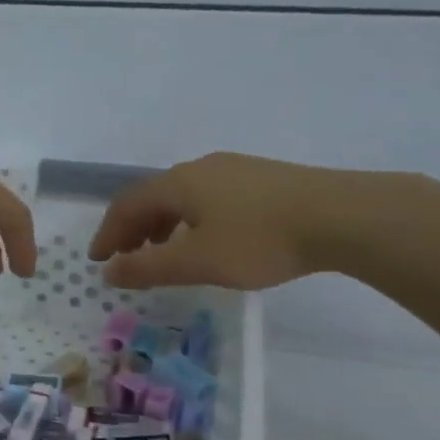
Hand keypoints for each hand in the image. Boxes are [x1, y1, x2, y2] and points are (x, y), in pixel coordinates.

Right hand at [86, 152, 377, 289]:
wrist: (341, 216)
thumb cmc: (259, 240)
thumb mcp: (196, 261)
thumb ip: (147, 267)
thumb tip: (109, 270)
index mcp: (178, 183)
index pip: (127, 205)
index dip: (108, 233)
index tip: (98, 260)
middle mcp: (201, 168)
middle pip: (153, 197)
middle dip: (133, 229)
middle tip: (126, 259)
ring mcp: (234, 170)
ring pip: (183, 197)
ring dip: (162, 226)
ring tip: (163, 254)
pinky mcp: (262, 179)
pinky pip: (209, 198)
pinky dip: (191, 221)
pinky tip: (208, 241)